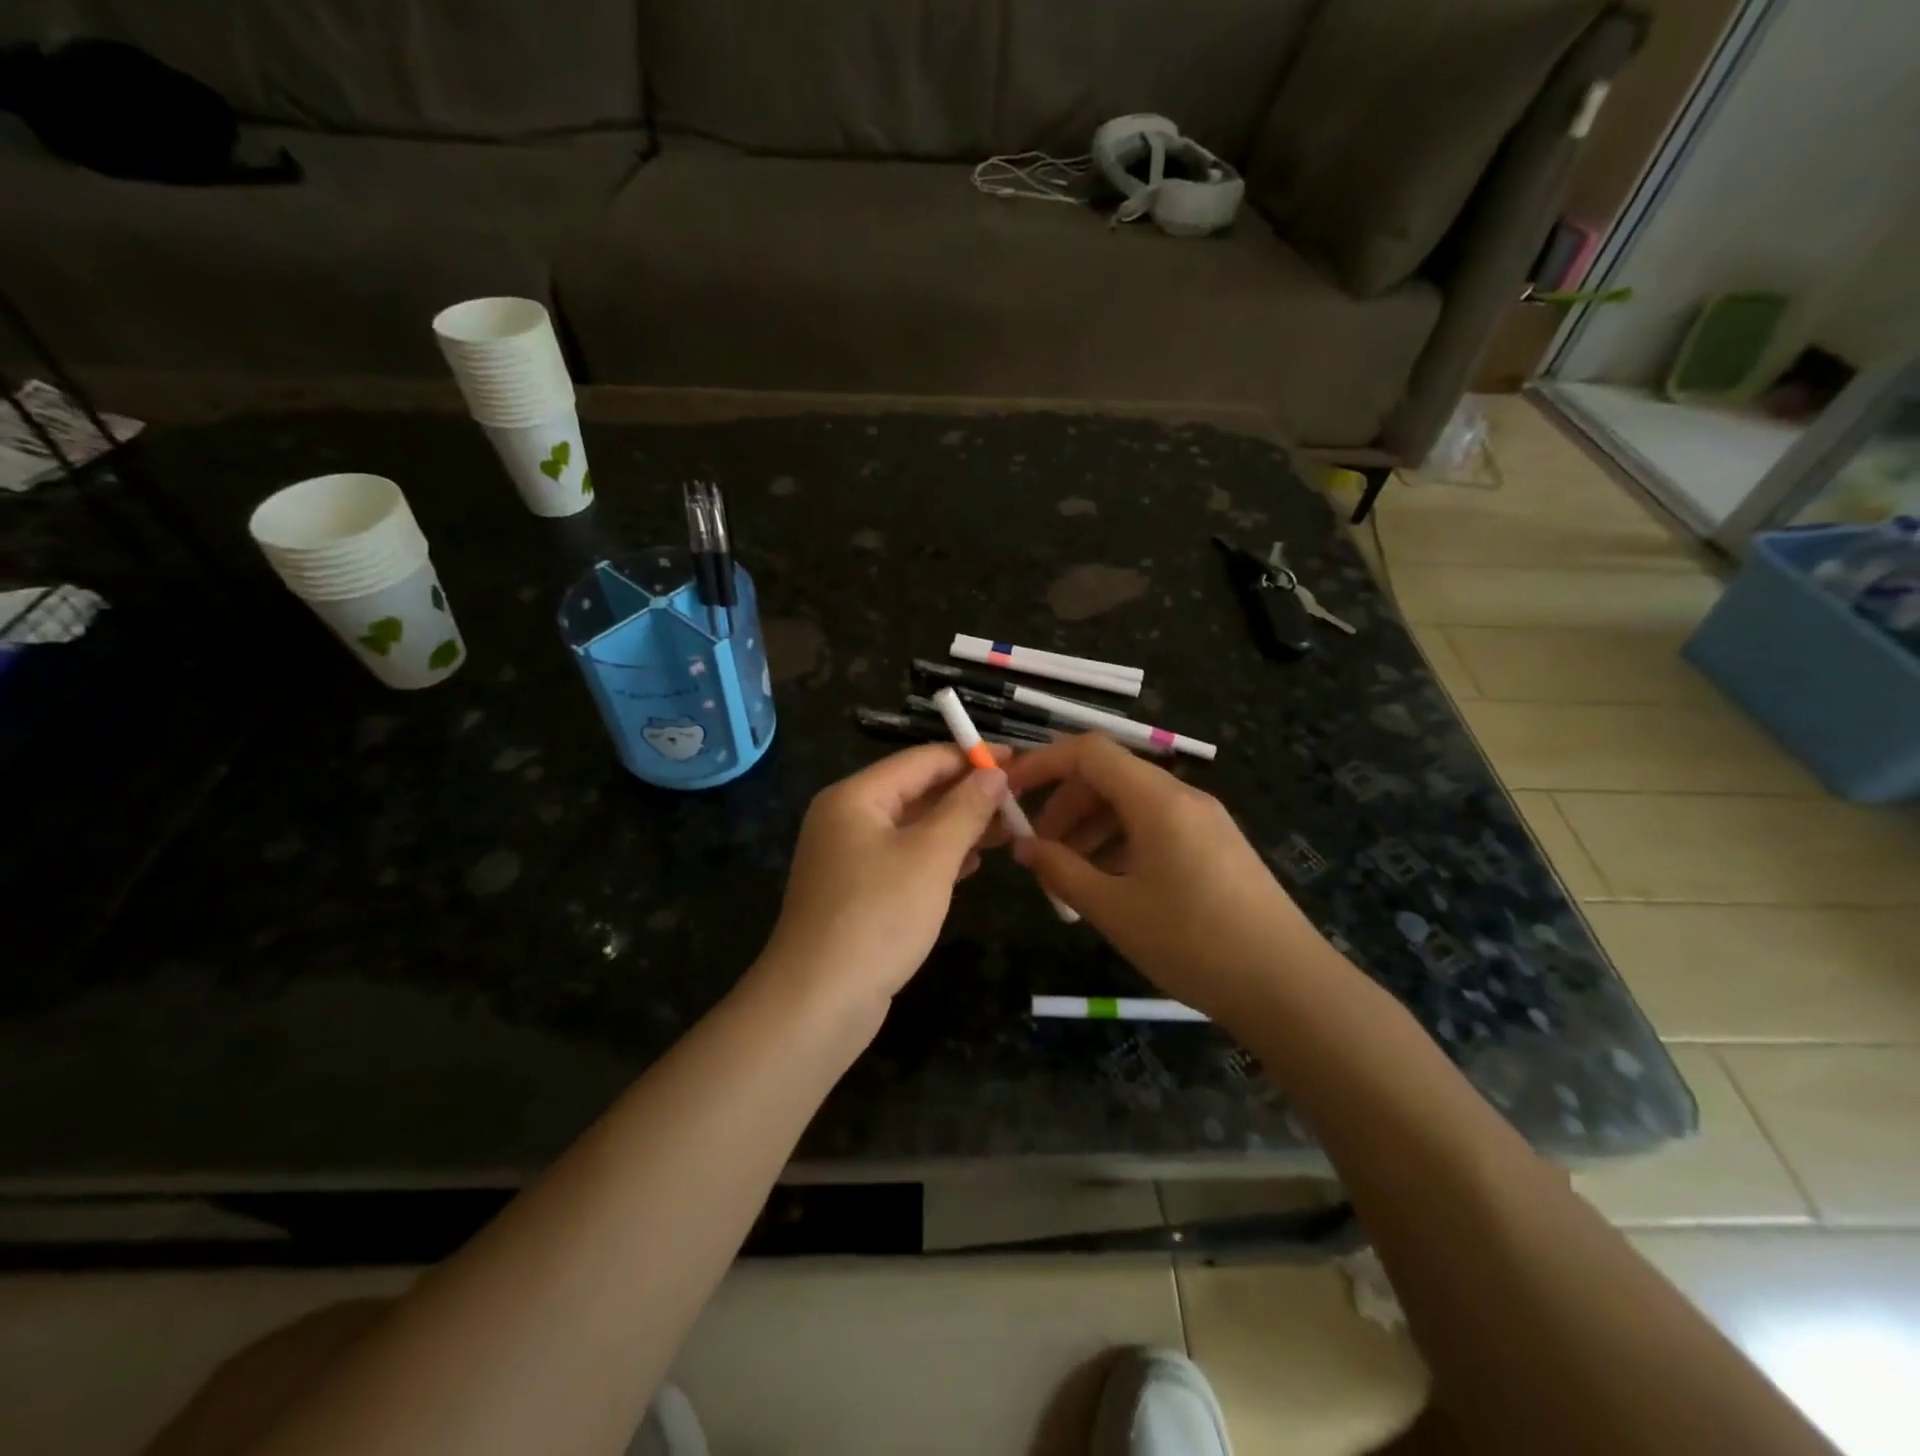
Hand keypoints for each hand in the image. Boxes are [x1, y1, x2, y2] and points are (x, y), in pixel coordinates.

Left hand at [757, 743, 1009, 1013]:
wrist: (819, 1001)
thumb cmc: (878, 916)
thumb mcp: (931, 856)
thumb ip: (965, 809)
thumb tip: (995, 773)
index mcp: (856, 797)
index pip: (921, 760)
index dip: (971, 757)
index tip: (1018, 760)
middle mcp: (847, 819)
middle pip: (916, 792)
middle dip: (967, 794)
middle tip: (1019, 800)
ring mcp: (849, 858)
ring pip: (913, 828)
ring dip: (958, 827)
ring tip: (1008, 830)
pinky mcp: (858, 893)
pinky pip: (905, 860)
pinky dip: (938, 857)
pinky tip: (972, 865)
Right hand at [1002, 734, 1320, 1020]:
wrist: (1289, 987)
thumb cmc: (1193, 943)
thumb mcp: (1114, 909)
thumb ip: (1062, 871)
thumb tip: (1024, 847)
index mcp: (1157, 799)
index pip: (1089, 751)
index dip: (1043, 763)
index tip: (1008, 792)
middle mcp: (1183, 797)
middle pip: (1110, 776)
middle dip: (1065, 805)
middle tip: (1036, 849)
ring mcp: (1205, 821)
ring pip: (1133, 804)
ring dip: (1091, 828)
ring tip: (1067, 875)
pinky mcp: (1216, 847)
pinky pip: (1157, 827)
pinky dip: (1122, 843)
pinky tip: (1110, 884)